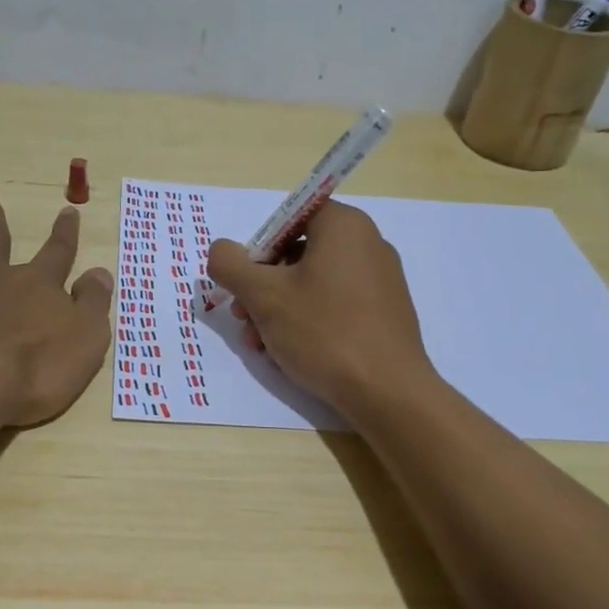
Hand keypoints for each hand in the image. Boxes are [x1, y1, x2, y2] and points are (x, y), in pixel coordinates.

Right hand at [207, 200, 432, 412]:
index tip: (245, 281)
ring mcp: (380, 280)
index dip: (260, 247)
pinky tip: (289, 353)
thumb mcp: (263, 295)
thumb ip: (231, 264)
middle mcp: (368, 244)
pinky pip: (336, 305)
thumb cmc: (323, 331)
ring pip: (313, 284)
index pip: (290, 217)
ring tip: (260, 344)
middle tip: (243, 318)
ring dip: (278, 309)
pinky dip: (308, 321)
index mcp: (344, 226)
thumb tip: (221, 250)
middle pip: (298, 253)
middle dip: (262, 286)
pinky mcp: (385, 313)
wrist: (387, 391)